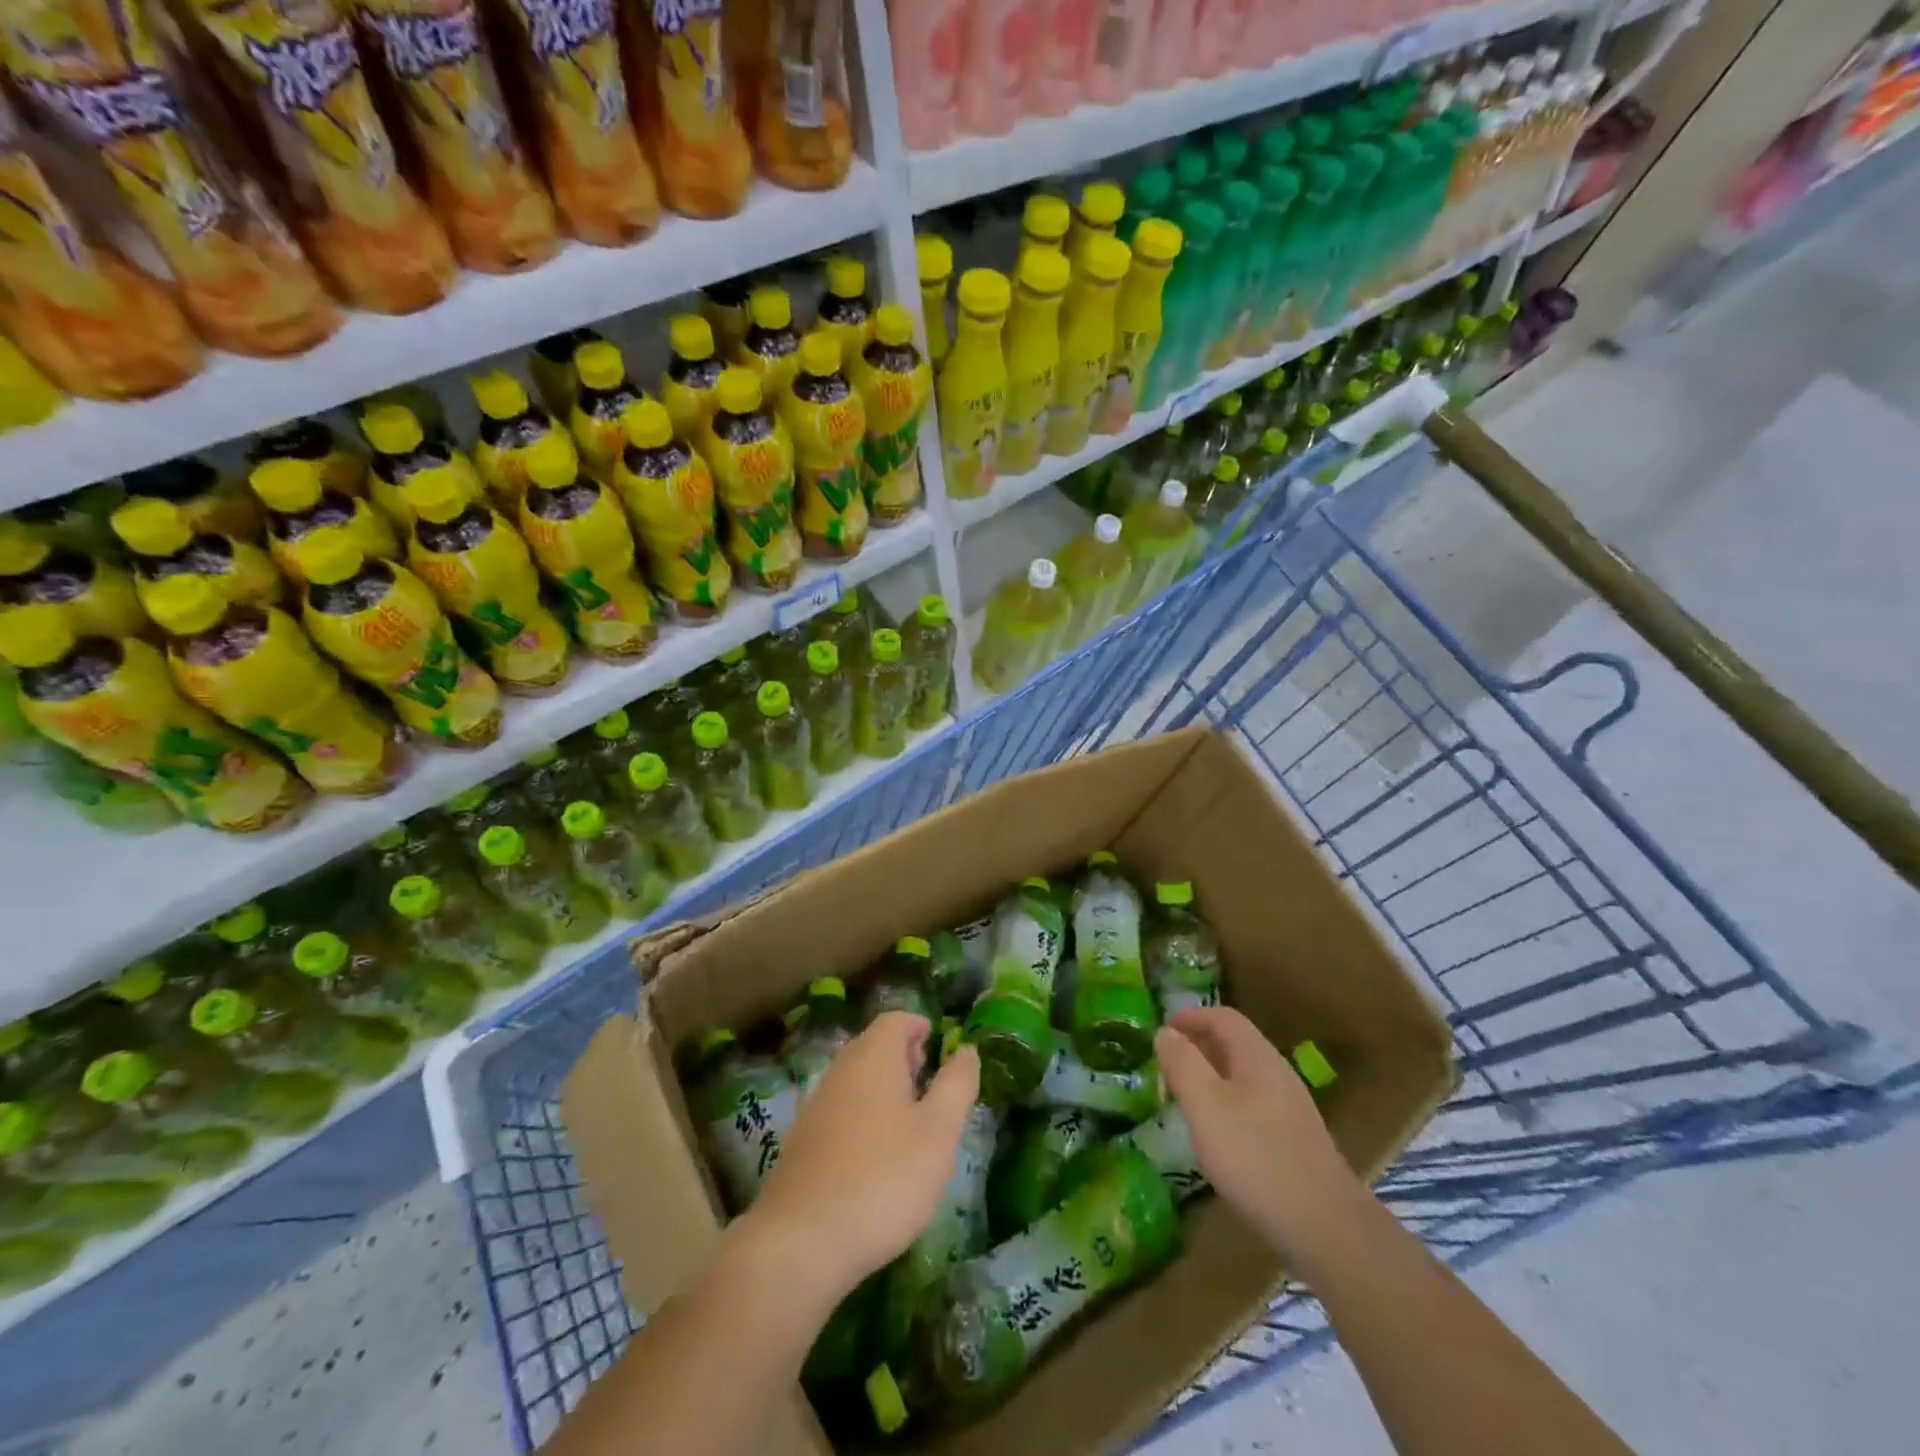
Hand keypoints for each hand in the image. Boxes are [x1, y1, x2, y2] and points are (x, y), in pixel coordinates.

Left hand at [740, 1012, 979, 1309]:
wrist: (802, 1241)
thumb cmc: (884, 1177)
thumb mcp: (939, 1132)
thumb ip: (957, 1085)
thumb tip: (967, 1050)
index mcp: (874, 1057)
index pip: (895, 1019)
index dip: (919, 1026)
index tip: (940, 1046)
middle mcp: (840, 1070)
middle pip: (872, 1045)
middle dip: (902, 1055)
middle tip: (929, 1080)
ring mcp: (816, 1105)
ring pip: (855, 1078)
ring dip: (882, 1087)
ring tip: (909, 1119)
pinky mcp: (802, 1142)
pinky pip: (840, 1109)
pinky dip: (862, 1114)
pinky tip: (876, 1153)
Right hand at [1155, 1007, 1364, 1267]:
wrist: (1325, 1227)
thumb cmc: (1256, 1156)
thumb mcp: (1206, 1105)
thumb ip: (1183, 1064)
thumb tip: (1165, 1032)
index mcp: (1257, 1057)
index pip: (1223, 1018)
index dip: (1191, 1016)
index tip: (1162, 1028)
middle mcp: (1278, 1074)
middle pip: (1235, 1044)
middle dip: (1199, 1045)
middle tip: (1167, 1061)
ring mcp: (1291, 1109)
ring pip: (1244, 1076)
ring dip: (1212, 1075)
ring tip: (1185, 1095)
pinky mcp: (1294, 1141)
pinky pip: (1253, 1104)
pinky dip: (1227, 1103)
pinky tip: (1216, 1133)